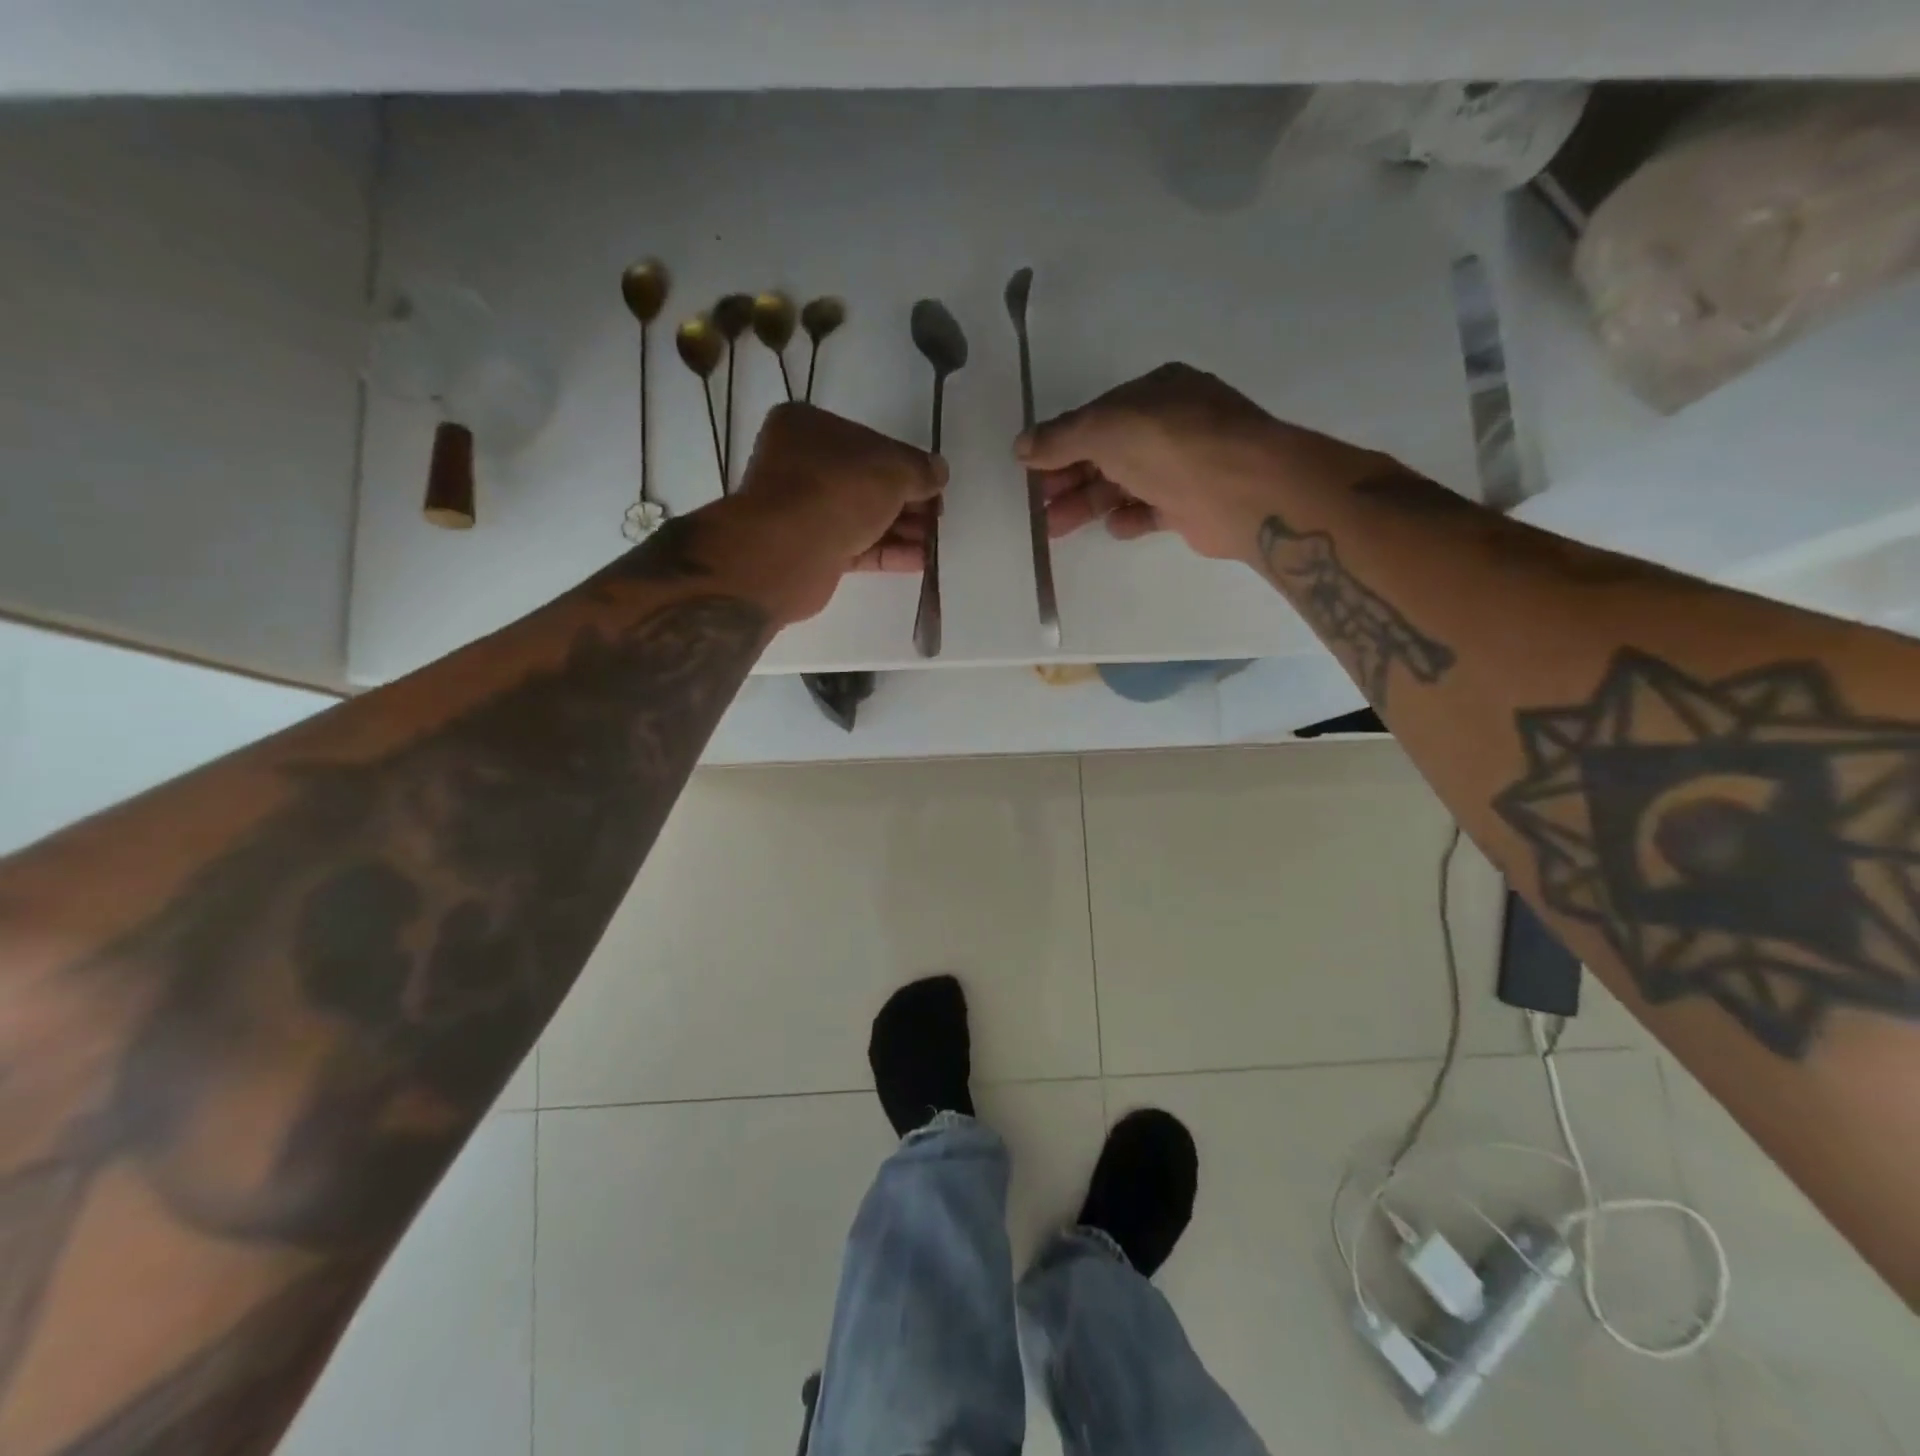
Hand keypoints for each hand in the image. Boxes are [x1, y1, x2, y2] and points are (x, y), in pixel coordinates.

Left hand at [725, 403, 945, 622]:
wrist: (787, 552)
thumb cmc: (837, 491)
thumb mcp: (892, 469)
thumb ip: (920, 469)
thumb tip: (939, 471)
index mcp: (808, 428)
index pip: (869, 442)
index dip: (907, 464)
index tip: (934, 485)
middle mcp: (800, 465)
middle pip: (867, 482)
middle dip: (907, 502)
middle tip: (937, 518)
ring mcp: (803, 510)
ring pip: (862, 517)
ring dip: (901, 530)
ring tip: (934, 544)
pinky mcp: (810, 550)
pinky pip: (856, 547)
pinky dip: (887, 552)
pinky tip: (920, 561)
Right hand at [1015, 364, 1385, 563]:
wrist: (1244, 489)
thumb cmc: (1171, 444)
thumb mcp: (1105, 428)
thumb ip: (1061, 437)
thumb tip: (1020, 446)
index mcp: (1154, 392)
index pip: (1095, 418)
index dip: (1060, 444)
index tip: (1030, 472)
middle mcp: (1170, 424)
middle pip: (1106, 453)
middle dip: (1068, 479)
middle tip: (1037, 507)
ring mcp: (1184, 465)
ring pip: (1124, 484)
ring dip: (1088, 504)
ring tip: (1055, 528)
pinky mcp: (1193, 504)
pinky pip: (1152, 510)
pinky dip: (1130, 518)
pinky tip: (1113, 528)